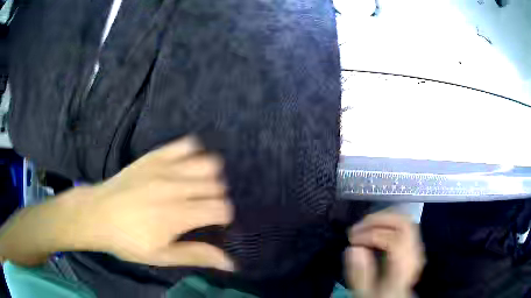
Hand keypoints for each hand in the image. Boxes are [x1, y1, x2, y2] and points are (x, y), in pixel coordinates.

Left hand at [68, 137, 233, 269]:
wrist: (96, 214)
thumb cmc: (128, 240)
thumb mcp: (161, 256)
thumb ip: (196, 255)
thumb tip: (230, 263)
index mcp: (178, 215)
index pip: (221, 208)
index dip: (223, 216)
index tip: (213, 222)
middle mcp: (175, 188)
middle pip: (216, 185)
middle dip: (216, 198)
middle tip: (201, 208)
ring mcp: (164, 168)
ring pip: (206, 164)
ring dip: (209, 177)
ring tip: (197, 188)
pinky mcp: (154, 156)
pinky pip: (184, 145)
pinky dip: (193, 153)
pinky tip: (185, 167)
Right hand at [345, 212, 424, 297]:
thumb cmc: (380, 296)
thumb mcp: (366, 292)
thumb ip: (360, 273)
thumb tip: (353, 248)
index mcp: (404, 267)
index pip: (394, 240)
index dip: (371, 235)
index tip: (353, 240)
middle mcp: (414, 253)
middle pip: (404, 223)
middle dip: (378, 220)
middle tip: (358, 226)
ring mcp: (416, 247)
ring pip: (405, 220)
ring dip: (384, 218)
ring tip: (365, 225)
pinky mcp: (413, 245)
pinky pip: (405, 225)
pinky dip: (389, 222)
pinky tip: (376, 229)